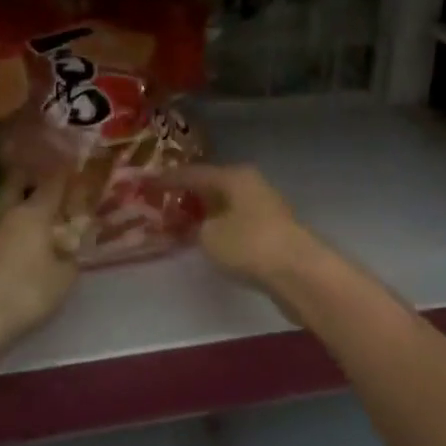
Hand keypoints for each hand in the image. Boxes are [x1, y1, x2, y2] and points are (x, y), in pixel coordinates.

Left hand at [0, 172, 77, 344]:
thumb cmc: (25, 293)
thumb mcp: (63, 279)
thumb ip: (69, 259)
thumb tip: (67, 249)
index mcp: (34, 214)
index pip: (52, 183)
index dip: (65, 174)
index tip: (73, 168)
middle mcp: (6, 214)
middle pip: (16, 184)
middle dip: (31, 178)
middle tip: (44, 181)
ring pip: (1, 206)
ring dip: (15, 204)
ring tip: (30, 214)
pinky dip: (4, 228)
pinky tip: (12, 242)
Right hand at [168, 164, 320, 289]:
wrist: (297, 271)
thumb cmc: (248, 244)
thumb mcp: (210, 236)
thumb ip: (196, 227)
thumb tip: (198, 226)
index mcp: (235, 177)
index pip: (194, 173)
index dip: (169, 179)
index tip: (148, 182)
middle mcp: (252, 185)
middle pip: (214, 186)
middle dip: (189, 195)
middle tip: (163, 201)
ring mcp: (265, 208)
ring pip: (227, 205)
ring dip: (206, 213)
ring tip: (180, 222)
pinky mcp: (273, 231)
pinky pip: (237, 223)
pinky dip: (220, 228)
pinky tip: (208, 239)